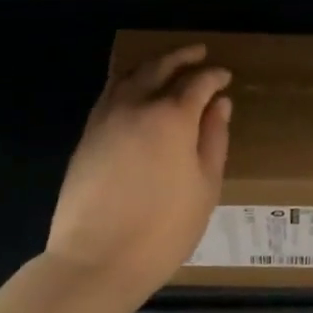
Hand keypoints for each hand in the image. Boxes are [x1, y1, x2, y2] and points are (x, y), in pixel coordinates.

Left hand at [47, 44, 232, 294]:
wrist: (96, 259)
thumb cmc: (163, 229)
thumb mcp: (205, 187)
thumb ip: (214, 139)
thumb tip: (220, 105)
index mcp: (172, 117)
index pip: (198, 83)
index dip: (214, 76)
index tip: (225, 76)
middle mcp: (136, 106)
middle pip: (159, 67)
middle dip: (181, 56)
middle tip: (198, 53)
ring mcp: (106, 118)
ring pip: (129, 75)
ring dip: (151, 64)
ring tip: (166, 64)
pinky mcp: (87, 135)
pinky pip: (110, 94)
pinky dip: (127, 83)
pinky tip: (135, 92)